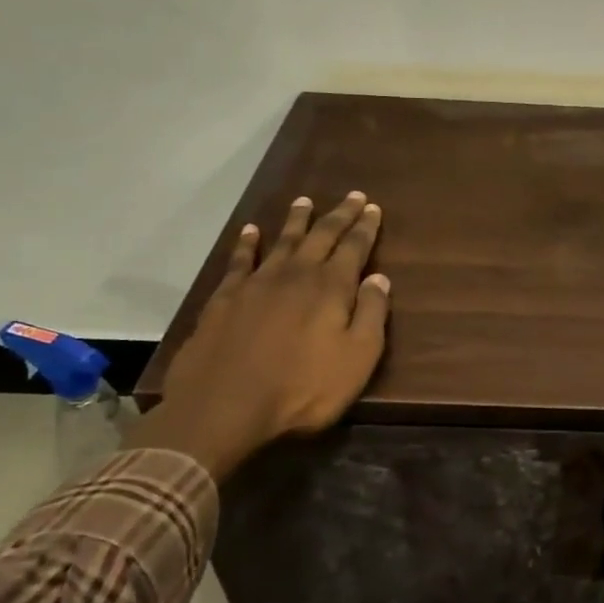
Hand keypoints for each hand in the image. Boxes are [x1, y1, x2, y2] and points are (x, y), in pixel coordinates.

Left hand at [127, 193, 390, 479]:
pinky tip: (250, 231)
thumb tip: (379, 278)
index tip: (373, 208)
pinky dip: (247, 243)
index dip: (365, 227)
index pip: (354, 248)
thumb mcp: (357, 358)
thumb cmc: (302, 388)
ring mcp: (257, 283)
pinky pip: (240, 260)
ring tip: (305, 201)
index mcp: (331, 288)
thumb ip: (371, 314)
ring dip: (296, 220)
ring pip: (282, 241)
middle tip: (351, 196)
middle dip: (339, 215)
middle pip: (321, 236)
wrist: (224, 406)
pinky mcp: (225, 298)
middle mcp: (296, 275)